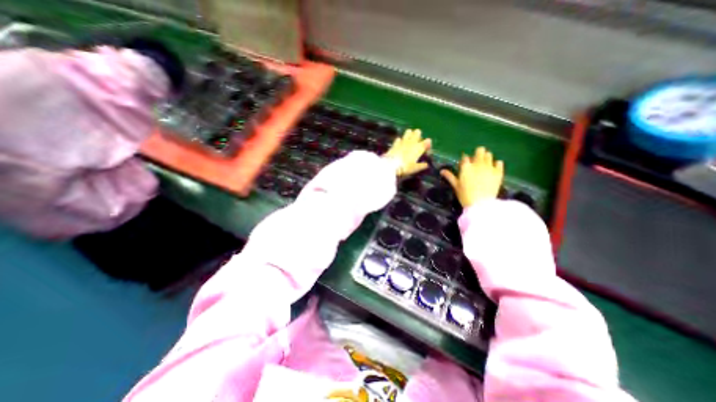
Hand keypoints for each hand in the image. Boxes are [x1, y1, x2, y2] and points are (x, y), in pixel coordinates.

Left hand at [386, 129, 429, 176]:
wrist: (392, 165)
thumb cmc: (406, 167)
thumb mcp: (415, 168)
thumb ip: (422, 165)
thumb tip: (426, 164)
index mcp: (419, 148)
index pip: (427, 141)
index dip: (427, 144)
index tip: (426, 150)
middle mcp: (412, 142)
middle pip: (418, 132)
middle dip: (418, 135)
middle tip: (417, 142)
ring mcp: (403, 141)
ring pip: (408, 132)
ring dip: (409, 134)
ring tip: (408, 140)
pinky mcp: (395, 143)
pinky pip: (399, 138)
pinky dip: (400, 141)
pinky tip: (399, 144)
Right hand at [439, 146, 504, 206]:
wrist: (481, 204)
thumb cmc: (465, 195)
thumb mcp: (455, 186)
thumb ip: (449, 176)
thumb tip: (442, 171)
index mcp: (466, 167)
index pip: (465, 157)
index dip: (464, 160)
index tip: (464, 165)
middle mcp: (478, 164)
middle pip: (479, 150)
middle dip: (477, 154)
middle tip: (475, 162)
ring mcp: (489, 167)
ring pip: (489, 154)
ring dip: (486, 158)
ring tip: (484, 165)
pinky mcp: (498, 172)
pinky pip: (499, 162)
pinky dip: (496, 164)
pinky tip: (493, 169)